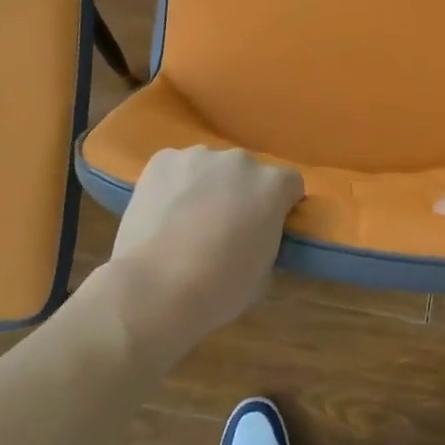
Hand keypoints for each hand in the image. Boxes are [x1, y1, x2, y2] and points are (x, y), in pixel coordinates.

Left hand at [103, 147, 303, 354]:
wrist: (154, 288)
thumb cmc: (219, 289)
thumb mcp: (263, 273)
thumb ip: (266, 240)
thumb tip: (254, 235)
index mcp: (272, 186)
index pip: (289, 185)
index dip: (280, 206)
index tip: (267, 227)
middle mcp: (239, 161)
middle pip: (248, 172)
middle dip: (242, 193)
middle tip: (225, 227)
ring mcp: (198, 156)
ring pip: (210, 168)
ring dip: (207, 186)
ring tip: (187, 221)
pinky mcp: (162, 160)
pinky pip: (177, 168)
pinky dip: (174, 185)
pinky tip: (163, 214)